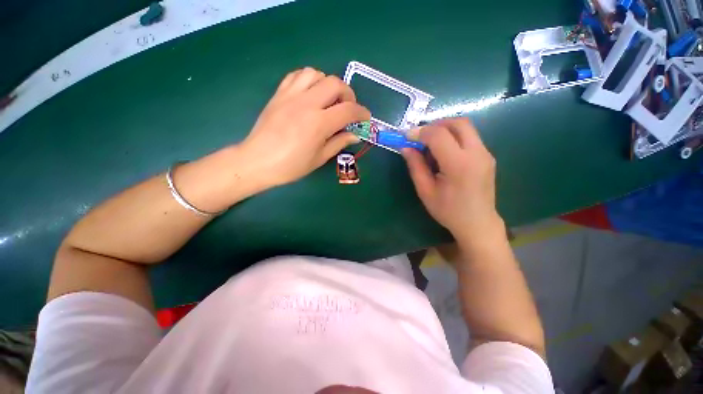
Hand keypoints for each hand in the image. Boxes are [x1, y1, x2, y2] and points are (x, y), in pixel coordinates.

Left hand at [240, 67, 369, 186]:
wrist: (257, 161)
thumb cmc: (291, 166)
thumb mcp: (319, 158)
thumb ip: (339, 142)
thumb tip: (355, 135)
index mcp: (319, 123)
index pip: (348, 110)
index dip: (362, 113)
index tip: (366, 118)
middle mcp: (307, 103)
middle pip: (335, 83)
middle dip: (348, 94)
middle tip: (347, 109)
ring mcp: (291, 96)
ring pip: (316, 74)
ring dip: (328, 84)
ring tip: (328, 100)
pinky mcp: (279, 94)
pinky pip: (297, 75)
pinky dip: (309, 80)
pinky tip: (311, 94)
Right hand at [402, 118, 502, 243]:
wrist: (478, 223)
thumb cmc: (448, 211)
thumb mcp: (425, 190)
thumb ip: (415, 166)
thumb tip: (405, 147)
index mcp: (459, 165)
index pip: (439, 135)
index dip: (420, 132)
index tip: (406, 137)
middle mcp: (477, 153)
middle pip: (458, 123)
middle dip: (435, 124)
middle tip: (420, 137)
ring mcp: (485, 154)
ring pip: (465, 128)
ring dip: (445, 130)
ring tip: (430, 146)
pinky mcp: (487, 156)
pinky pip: (469, 137)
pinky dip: (453, 138)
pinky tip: (444, 154)